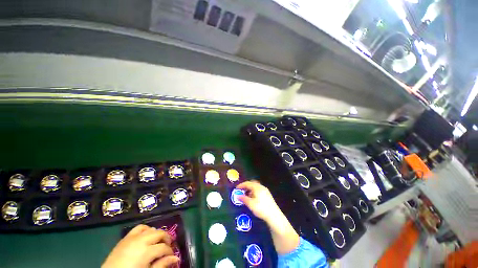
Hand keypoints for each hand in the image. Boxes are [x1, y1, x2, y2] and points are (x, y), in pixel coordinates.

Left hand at [102, 224, 179, 267]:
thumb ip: (162, 265)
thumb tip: (176, 258)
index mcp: (146, 251)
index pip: (164, 247)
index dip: (170, 251)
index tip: (172, 256)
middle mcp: (141, 240)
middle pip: (159, 233)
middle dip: (166, 239)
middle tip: (169, 246)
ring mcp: (132, 237)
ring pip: (151, 229)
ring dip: (157, 233)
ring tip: (158, 241)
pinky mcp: (125, 238)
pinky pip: (139, 228)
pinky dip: (146, 229)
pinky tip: (147, 236)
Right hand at [236, 181, 282, 224]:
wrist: (274, 215)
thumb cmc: (261, 208)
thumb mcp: (250, 204)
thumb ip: (244, 199)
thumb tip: (238, 196)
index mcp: (257, 187)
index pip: (247, 183)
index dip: (241, 185)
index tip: (236, 188)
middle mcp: (261, 187)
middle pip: (252, 183)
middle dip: (246, 186)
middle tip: (241, 190)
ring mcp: (265, 190)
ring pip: (256, 187)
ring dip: (250, 189)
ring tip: (246, 195)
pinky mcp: (267, 194)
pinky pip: (258, 190)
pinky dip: (254, 191)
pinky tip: (253, 198)